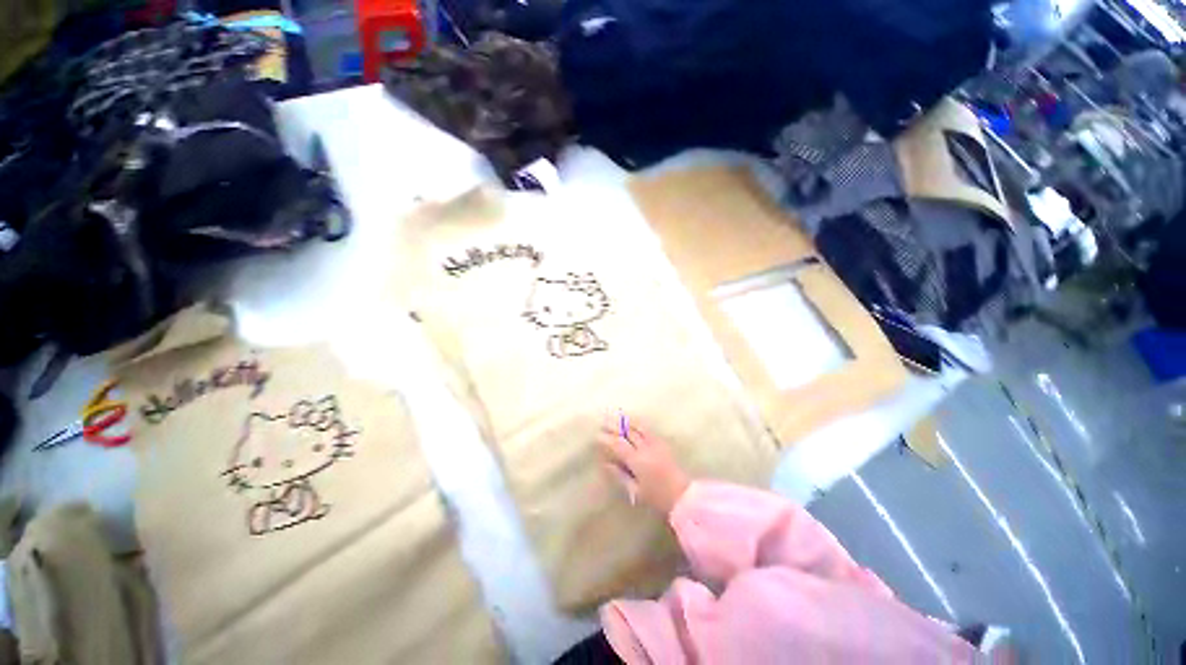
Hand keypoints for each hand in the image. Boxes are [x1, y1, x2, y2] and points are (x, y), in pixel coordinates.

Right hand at [599, 415, 689, 514]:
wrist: (683, 495)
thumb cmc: (656, 497)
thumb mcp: (635, 490)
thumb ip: (620, 475)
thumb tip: (606, 463)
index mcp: (636, 460)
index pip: (618, 444)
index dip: (607, 438)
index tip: (597, 434)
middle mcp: (645, 448)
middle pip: (627, 433)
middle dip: (614, 426)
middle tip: (603, 420)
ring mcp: (655, 443)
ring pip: (638, 427)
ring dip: (626, 421)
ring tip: (616, 416)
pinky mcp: (662, 443)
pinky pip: (648, 429)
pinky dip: (638, 423)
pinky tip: (633, 421)